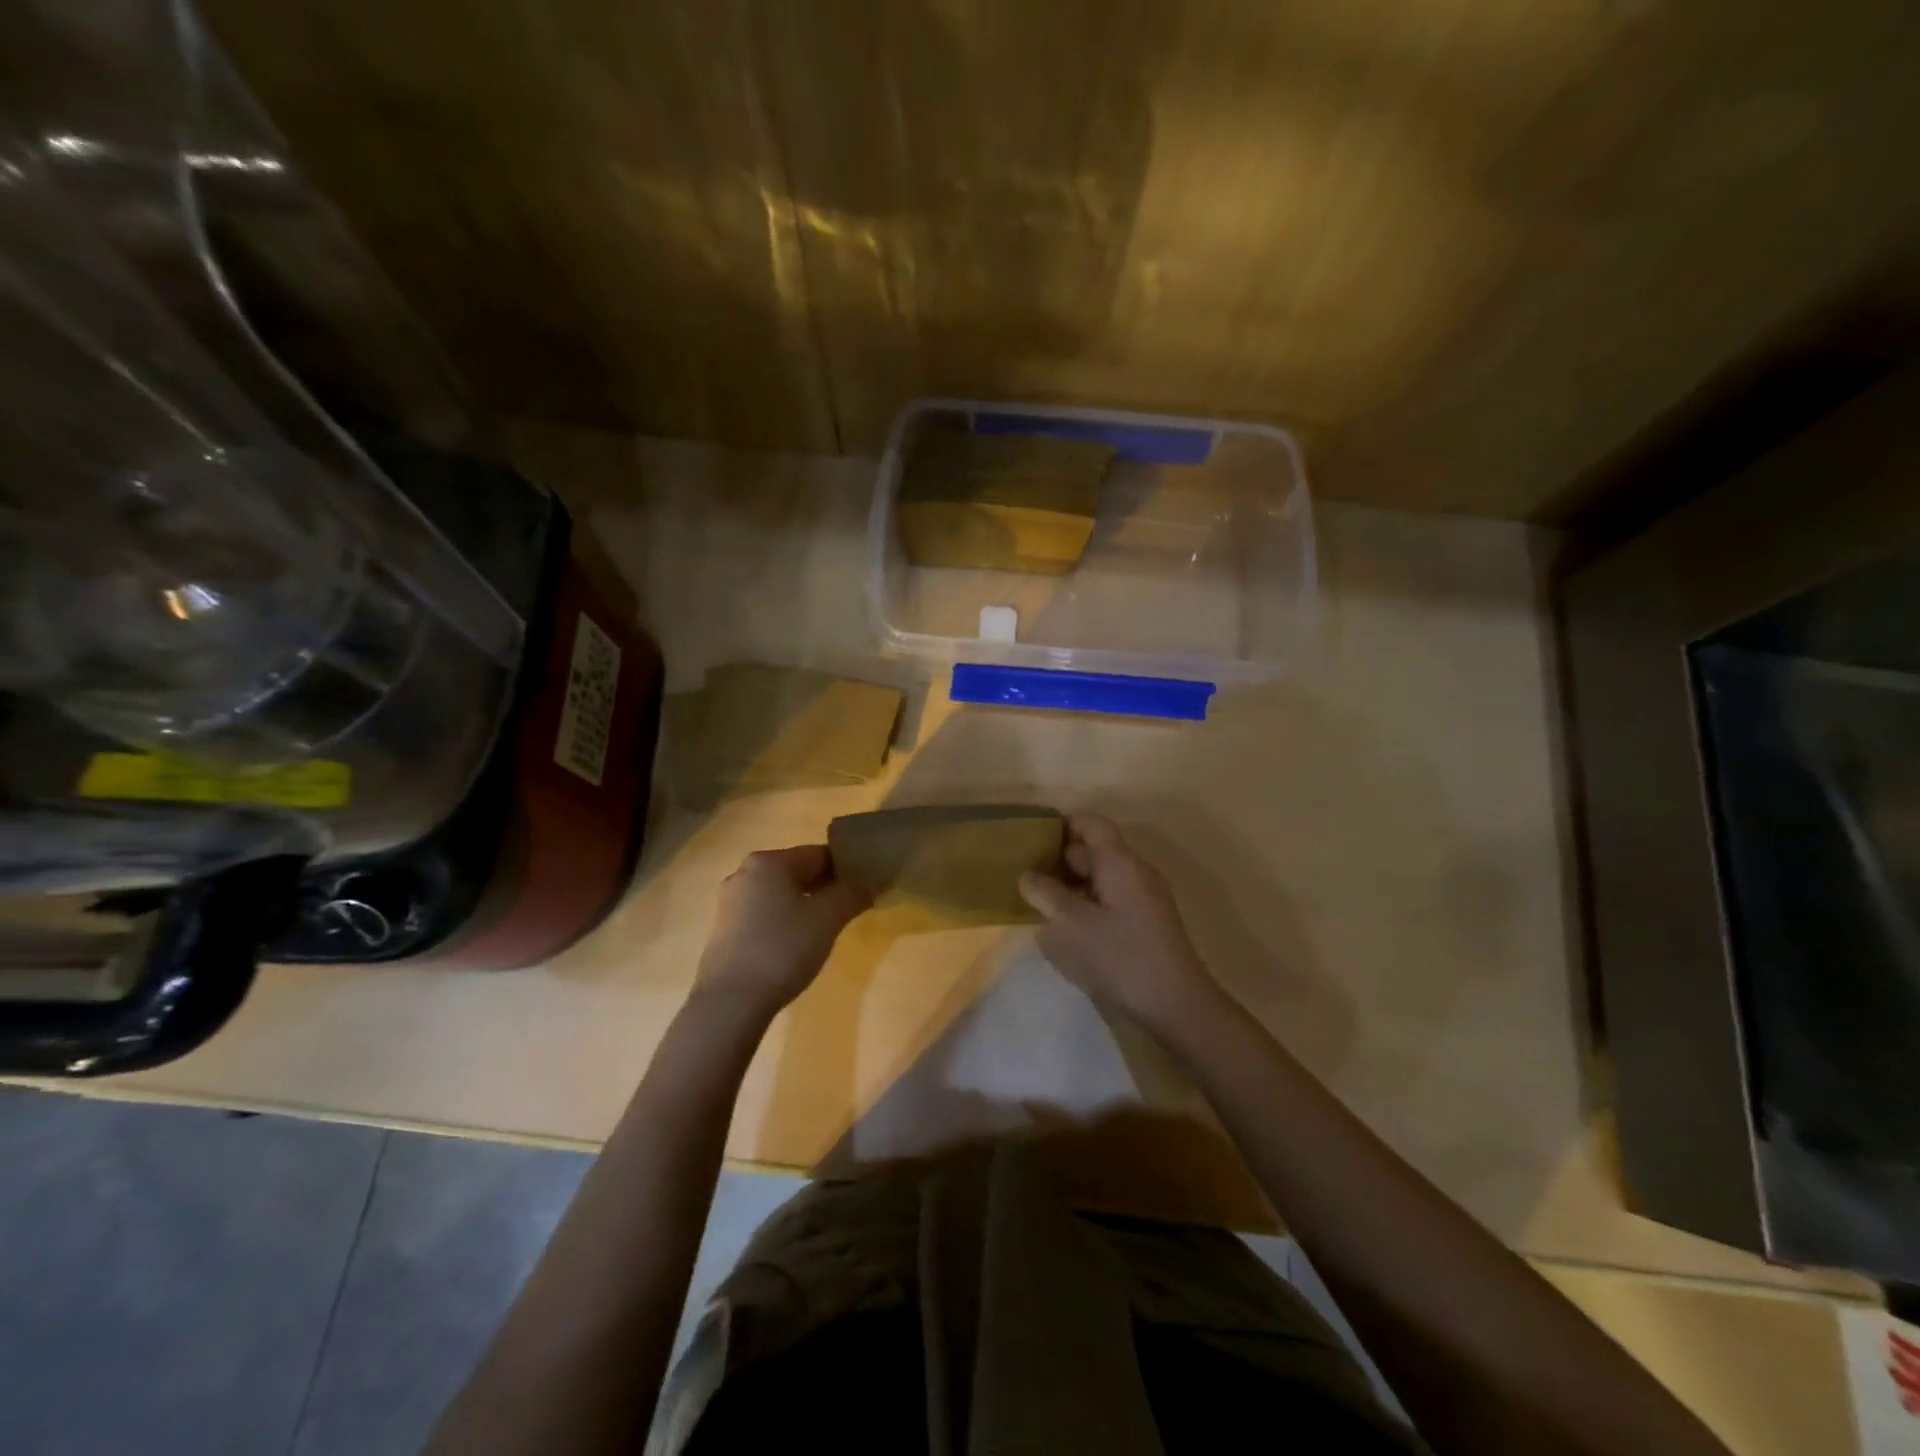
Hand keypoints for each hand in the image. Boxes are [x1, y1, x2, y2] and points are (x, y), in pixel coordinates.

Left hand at [693, 845, 868, 1020]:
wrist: (729, 1002)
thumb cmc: (782, 948)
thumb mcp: (827, 919)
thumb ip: (851, 894)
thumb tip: (868, 883)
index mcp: (769, 861)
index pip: (819, 854)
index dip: (846, 869)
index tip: (865, 888)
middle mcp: (745, 873)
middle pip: (797, 872)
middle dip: (825, 887)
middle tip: (850, 909)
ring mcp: (730, 902)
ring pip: (779, 894)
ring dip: (805, 905)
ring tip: (825, 930)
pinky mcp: (723, 930)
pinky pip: (763, 914)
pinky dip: (784, 921)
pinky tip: (796, 945)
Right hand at [1019, 814, 1222, 1034]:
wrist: (1175, 1005)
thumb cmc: (1119, 956)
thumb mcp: (1070, 925)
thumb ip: (1045, 894)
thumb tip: (1028, 876)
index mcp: (1120, 862)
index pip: (1092, 824)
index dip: (1063, 824)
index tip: (1032, 835)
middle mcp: (1136, 873)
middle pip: (1097, 850)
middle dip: (1061, 857)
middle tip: (1026, 870)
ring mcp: (1145, 899)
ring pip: (1103, 877)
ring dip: (1072, 883)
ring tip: (1040, 898)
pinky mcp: (1147, 924)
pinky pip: (1111, 899)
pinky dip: (1087, 902)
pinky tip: (1066, 925)